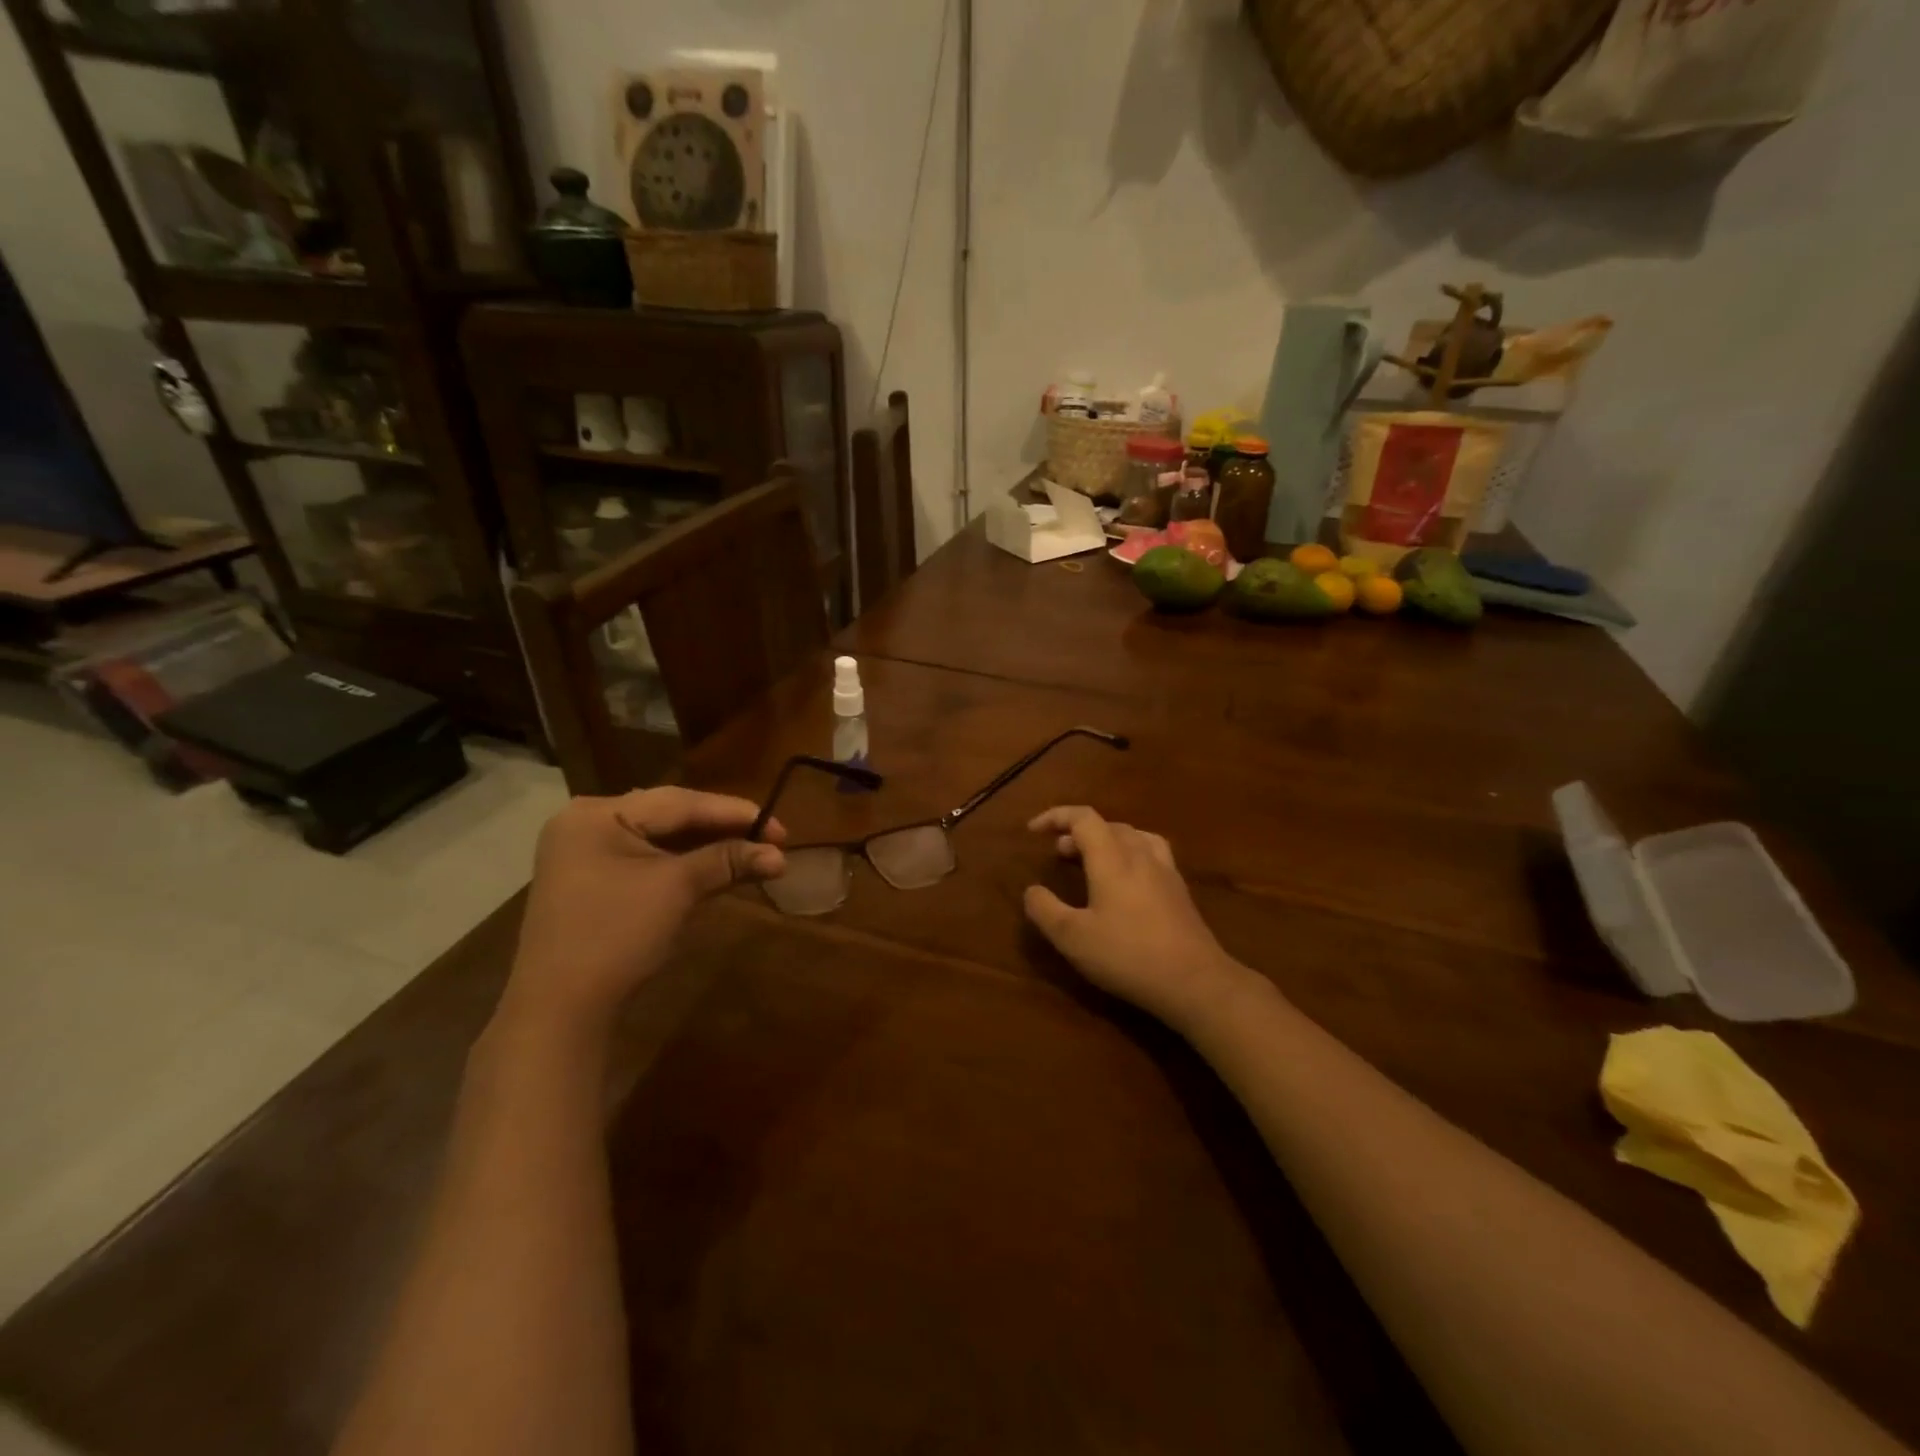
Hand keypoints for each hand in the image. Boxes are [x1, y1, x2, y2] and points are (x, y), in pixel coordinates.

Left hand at [502, 788, 786, 1032]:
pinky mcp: (596, 882)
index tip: (779, 826)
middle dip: (723, 829)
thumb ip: (727, 861)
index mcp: (597, 814)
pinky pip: (650, 861)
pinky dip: (686, 865)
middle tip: (772, 838)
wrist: (560, 1011)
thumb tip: (780, 854)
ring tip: (755, 852)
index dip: (734, 812)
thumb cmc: (615, 936)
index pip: (679, 802)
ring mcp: (589, 854)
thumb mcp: (676, 890)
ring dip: (709, 848)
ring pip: (663, 840)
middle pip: (671, 816)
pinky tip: (721, 868)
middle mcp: (588, 823)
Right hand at [1024, 806, 1255, 1030]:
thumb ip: (1045, 910)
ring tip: (1091, 859)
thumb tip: (1032, 890)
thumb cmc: (1128, 955)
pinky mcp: (1180, 890)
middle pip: (1108, 825)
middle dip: (1078, 832)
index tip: (1033, 830)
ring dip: (1107, 840)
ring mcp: (1165, 871)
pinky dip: (1130, 853)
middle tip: (1058, 853)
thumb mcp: (1073, 938)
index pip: (1083, 818)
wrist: (1195, 981)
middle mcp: (1140, 855)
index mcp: (1112, 858)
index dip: (1056, 817)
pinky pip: (1151, 853)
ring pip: (1133, 836)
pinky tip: (1127, 880)